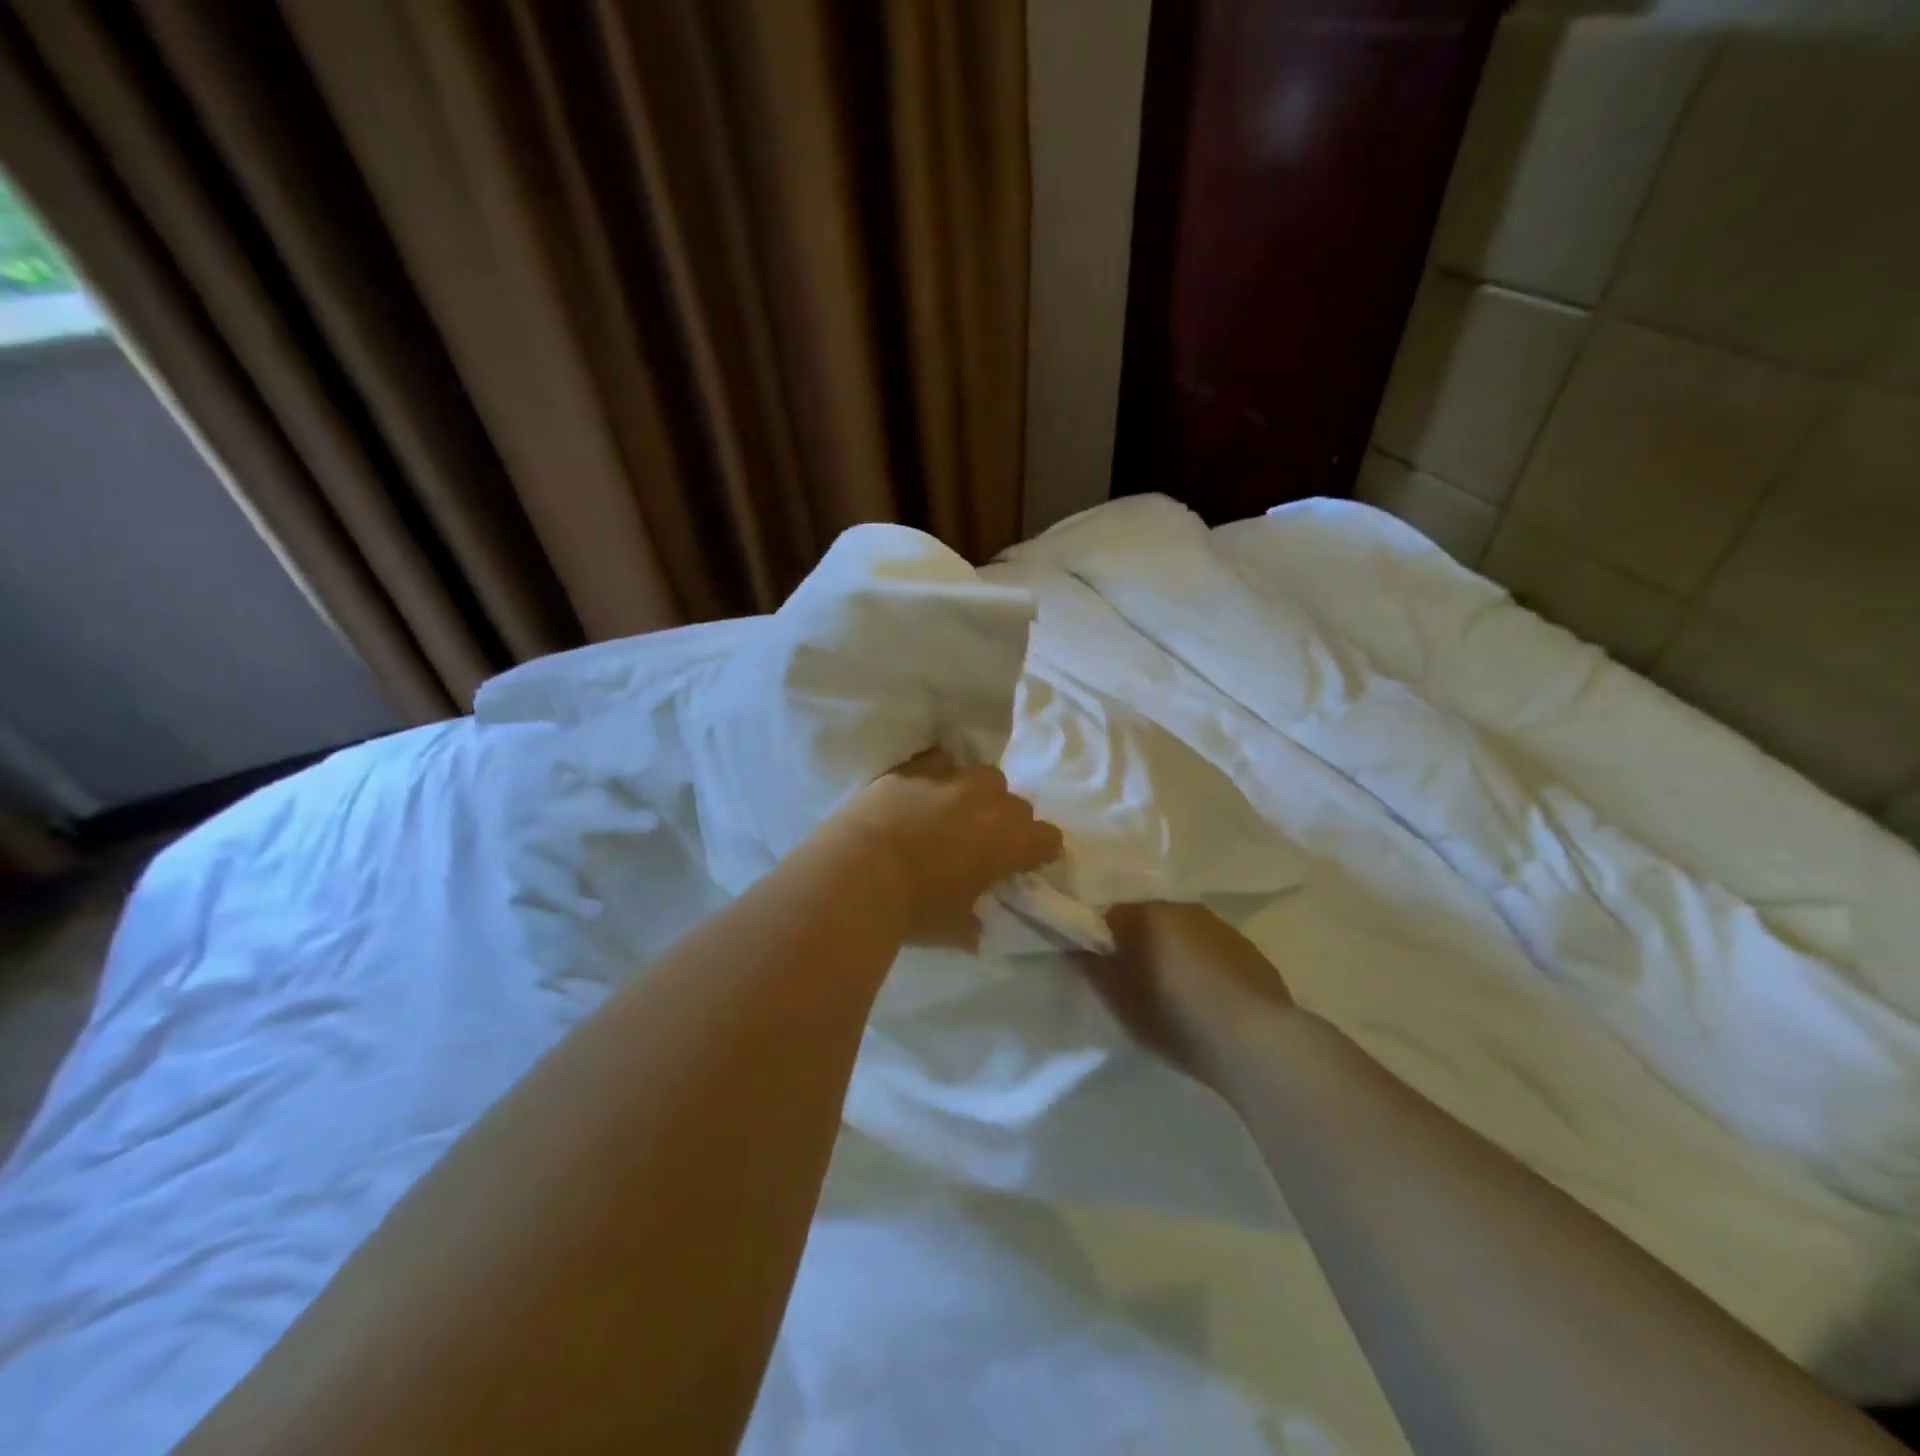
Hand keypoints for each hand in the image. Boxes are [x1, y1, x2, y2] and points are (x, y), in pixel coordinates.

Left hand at [832, 749, 1063, 949]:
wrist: (857, 870)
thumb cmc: (914, 907)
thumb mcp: (952, 929)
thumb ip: (972, 924)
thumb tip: (974, 928)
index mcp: (1010, 840)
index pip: (1048, 838)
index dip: (1039, 852)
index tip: (1025, 865)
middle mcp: (988, 801)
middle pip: (1017, 803)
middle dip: (1008, 822)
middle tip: (985, 844)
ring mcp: (949, 778)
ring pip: (981, 776)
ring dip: (976, 795)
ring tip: (952, 815)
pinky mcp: (911, 769)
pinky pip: (937, 763)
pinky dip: (936, 779)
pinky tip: (918, 797)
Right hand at [1075, 902, 1294, 1085]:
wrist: (1256, 1040)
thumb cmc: (1174, 1015)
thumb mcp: (1119, 999)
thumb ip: (1090, 966)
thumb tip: (1069, 940)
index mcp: (1145, 913)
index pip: (1109, 915)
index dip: (1101, 940)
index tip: (1101, 968)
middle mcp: (1181, 907)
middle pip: (1147, 920)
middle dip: (1138, 943)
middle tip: (1134, 981)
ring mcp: (1219, 926)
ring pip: (1181, 932)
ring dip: (1171, 951)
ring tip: (1172, 990)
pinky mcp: (1248, 949)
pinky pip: (1210, 949)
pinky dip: (1201, 964)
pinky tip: (1206, 996)